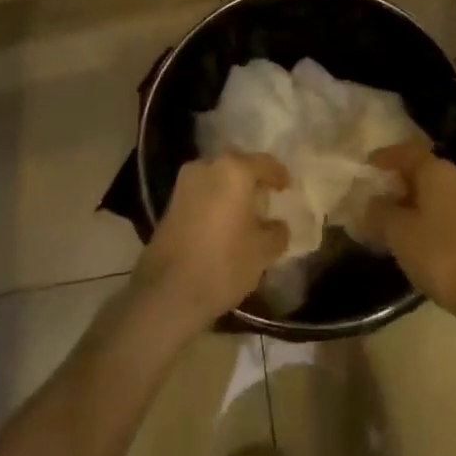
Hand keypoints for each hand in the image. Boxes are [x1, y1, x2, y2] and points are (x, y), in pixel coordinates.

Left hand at [133, 154, 289, 337]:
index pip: (265, 163)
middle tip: (266, 198)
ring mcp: (184, 184)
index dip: (279, 175)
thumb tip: (277, 225)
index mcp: (234, 170)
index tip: (287, 187)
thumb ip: (277, 232)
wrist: (167, 292)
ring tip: (245, 213)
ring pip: (217, 179)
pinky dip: (215, 202)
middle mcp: (207, 166)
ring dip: (231, 191)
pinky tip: (223, 223)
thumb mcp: (264, 251)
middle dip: (252, 180)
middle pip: (238, 167)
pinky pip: (202, 194)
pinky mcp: (170, 204)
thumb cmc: (224, 264)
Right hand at [363, 145, 455, 313]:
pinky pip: (449, 210)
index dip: (383, 159)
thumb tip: (372, 202)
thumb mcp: (398, 233)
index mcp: (437, 170)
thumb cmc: (440, 254)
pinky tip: (420, 239)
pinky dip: (431, 217)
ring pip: (436, 192)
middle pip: (421, 171)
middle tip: (376, 202)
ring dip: (414, 203)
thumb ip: (379, 211)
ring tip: (394, 224)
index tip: (365, 172)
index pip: (405, 152)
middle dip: (397, 184)